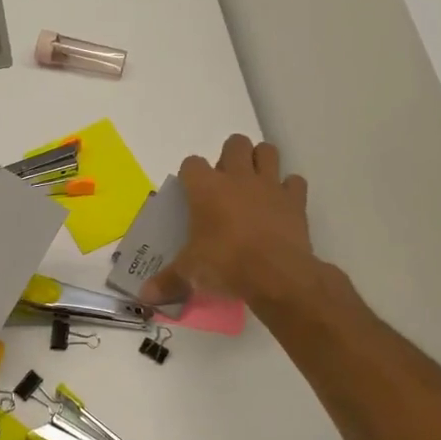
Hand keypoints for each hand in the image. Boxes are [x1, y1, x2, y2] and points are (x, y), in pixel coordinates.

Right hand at [141, 135, 320, 310]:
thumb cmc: (225, 264)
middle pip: (235, 143)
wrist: (276, 274)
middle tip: (225, 183)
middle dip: (230, 156)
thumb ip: (168, 280)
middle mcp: (238, 177)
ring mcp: (269, 185)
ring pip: (267, 151)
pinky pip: (294, 182)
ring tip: (254, 183)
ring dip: (260, 161)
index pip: (191, 163)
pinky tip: (281, 204)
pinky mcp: (295, 200)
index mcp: (206, 188)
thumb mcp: (190, 272)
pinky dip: (289, 189)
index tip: (190, 191)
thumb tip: (146, 296)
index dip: (190, 175)